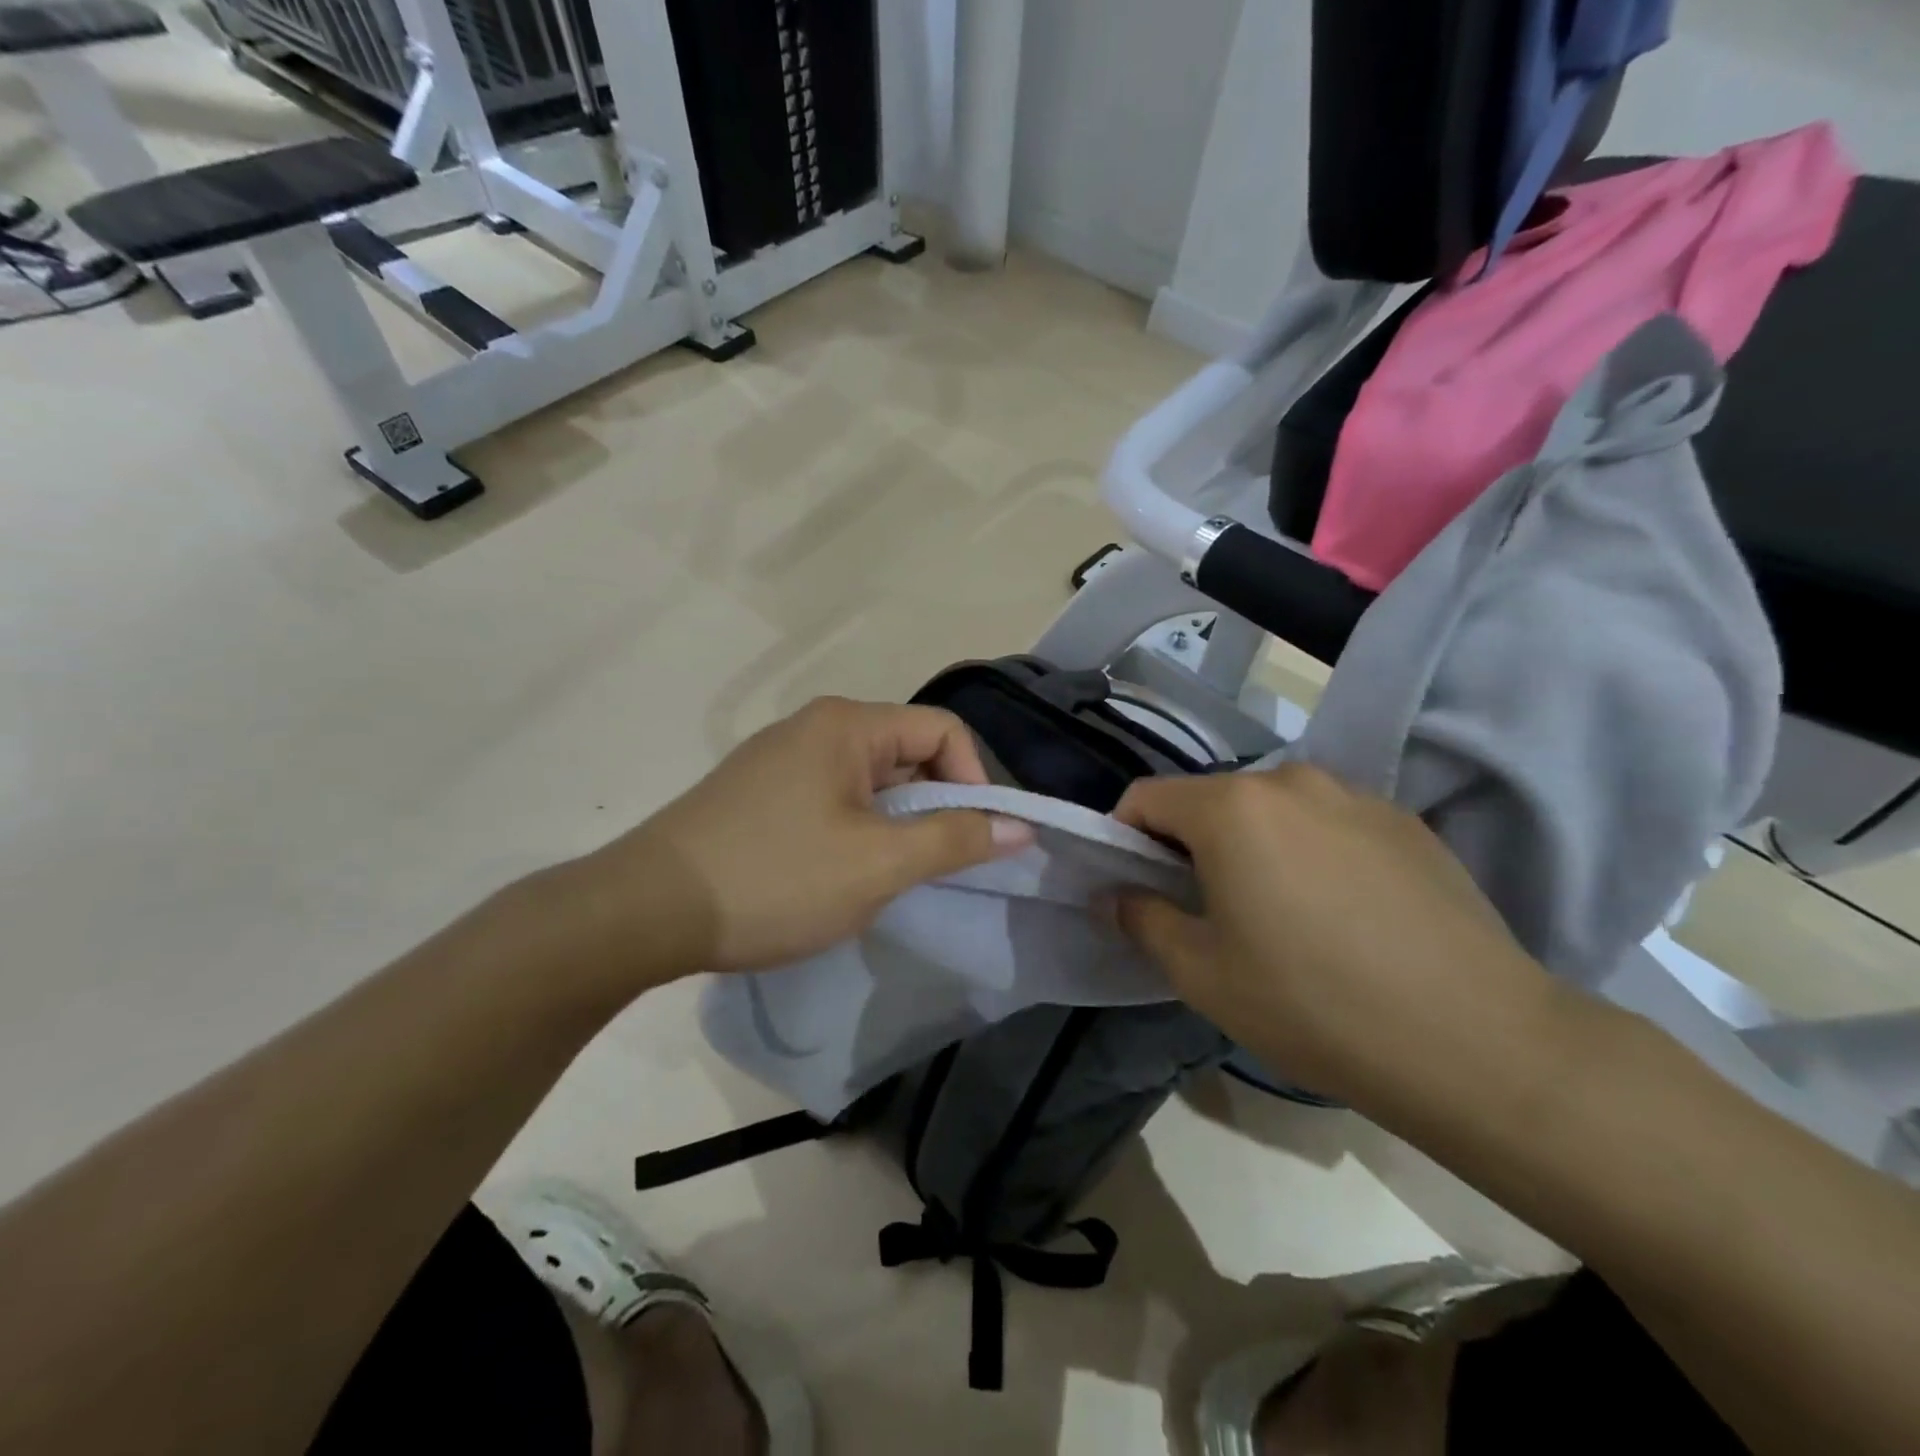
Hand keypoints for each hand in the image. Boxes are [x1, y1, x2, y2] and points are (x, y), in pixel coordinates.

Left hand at [569, 698, 1032, 987]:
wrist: (644, 911)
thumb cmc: (774, 879)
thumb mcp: (878, 863)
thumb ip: (955, 839)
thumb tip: (1020, 826)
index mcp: (846, 724)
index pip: (943, 730)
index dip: (974, 780)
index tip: (976, 840)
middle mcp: (813, 726)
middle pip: (906, 752)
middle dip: (933, 806)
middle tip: (931, 866)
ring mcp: (779, 759)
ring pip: (868, 781)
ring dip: (894, 823)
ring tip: (885, 877)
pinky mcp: (756, 793)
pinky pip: (830, 798)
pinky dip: (854, 830)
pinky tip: (836, 875)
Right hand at [1114, 764, 1549, 1106]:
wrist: (1478, 1041)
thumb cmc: (1313, 1004)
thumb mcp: (1202, 975)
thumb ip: (1143, 920)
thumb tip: (1118, 894)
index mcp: (1231, 808)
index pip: (1146, 798)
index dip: (1124, 837)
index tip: (1135, 886)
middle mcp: (1290, 780)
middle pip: (1211, 800)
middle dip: (1190, 844)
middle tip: (1205, 909)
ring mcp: (1355, 795)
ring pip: (1271, 810)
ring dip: (1252, 846)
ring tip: (1278, 913)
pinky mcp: (1405, 821)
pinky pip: (1328, 823)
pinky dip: (1309, 851)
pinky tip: (1341, 915)